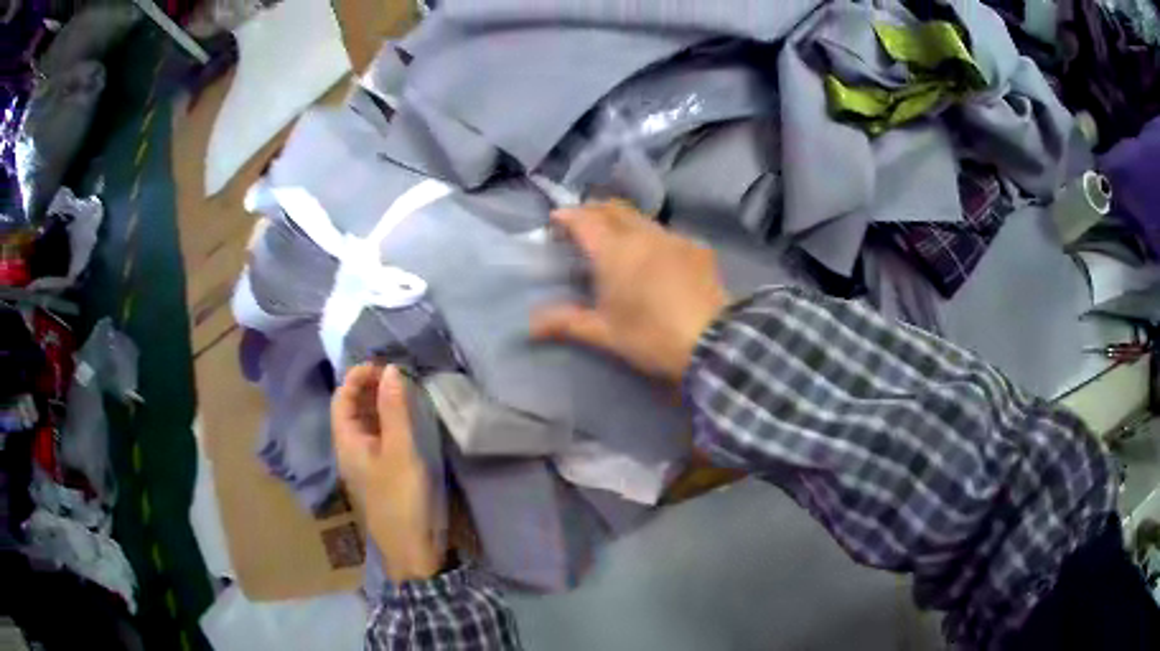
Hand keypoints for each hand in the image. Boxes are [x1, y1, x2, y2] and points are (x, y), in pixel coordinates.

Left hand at [332, 364, 441, 581]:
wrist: (414, 550)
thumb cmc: (403, 499)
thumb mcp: (401, 451)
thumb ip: (395, 410)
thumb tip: (390, 370)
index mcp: (347, 442)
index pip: (342, 399)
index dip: (357, 377)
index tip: (383, 364)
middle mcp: (352, 449)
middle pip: (353, 409)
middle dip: (370, 387)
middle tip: (398, 373)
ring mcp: (367, 463)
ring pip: (368, 423)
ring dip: (381, 403)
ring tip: (405, 389)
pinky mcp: (384, 473)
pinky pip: (381, 437)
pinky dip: (391, 421)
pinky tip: (409, 418)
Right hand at [531, 200, 729, 382]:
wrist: (713, 342)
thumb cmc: (650, 337)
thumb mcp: (604, 333)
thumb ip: (566, 322)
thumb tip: (530, 324)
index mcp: (614, 251)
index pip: (584, 219)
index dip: (567, 216)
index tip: (555, 221)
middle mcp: (643, 234)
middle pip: (613, 208)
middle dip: (594, 211)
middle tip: (583, 226)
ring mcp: (673, 238)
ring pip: (641, 218)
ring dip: (623, 222)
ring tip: (617, 242)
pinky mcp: (697, 248)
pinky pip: (667, 234)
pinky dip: (651, 237)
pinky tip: (655, 259)